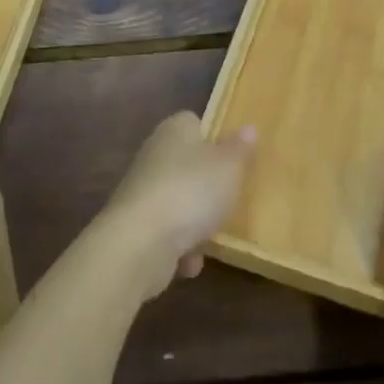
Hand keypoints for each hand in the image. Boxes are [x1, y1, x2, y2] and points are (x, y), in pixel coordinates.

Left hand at [98, 112, 254, 300]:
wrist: (139, 242)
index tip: (232, 158)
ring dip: (195, 224)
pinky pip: (166, 233)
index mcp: (175, 129)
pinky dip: (179, 248)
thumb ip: (240, 148)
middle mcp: (154, 153)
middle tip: (228, 200)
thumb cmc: (191, 191)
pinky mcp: (134, 225)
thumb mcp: (229, 167)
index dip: (214, 138)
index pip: (194, 122)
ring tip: (210, 238)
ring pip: (178, 201)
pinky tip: (189, 262)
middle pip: (187, 164)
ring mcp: (142, 190)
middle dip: (207, 187)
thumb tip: (248, 128)